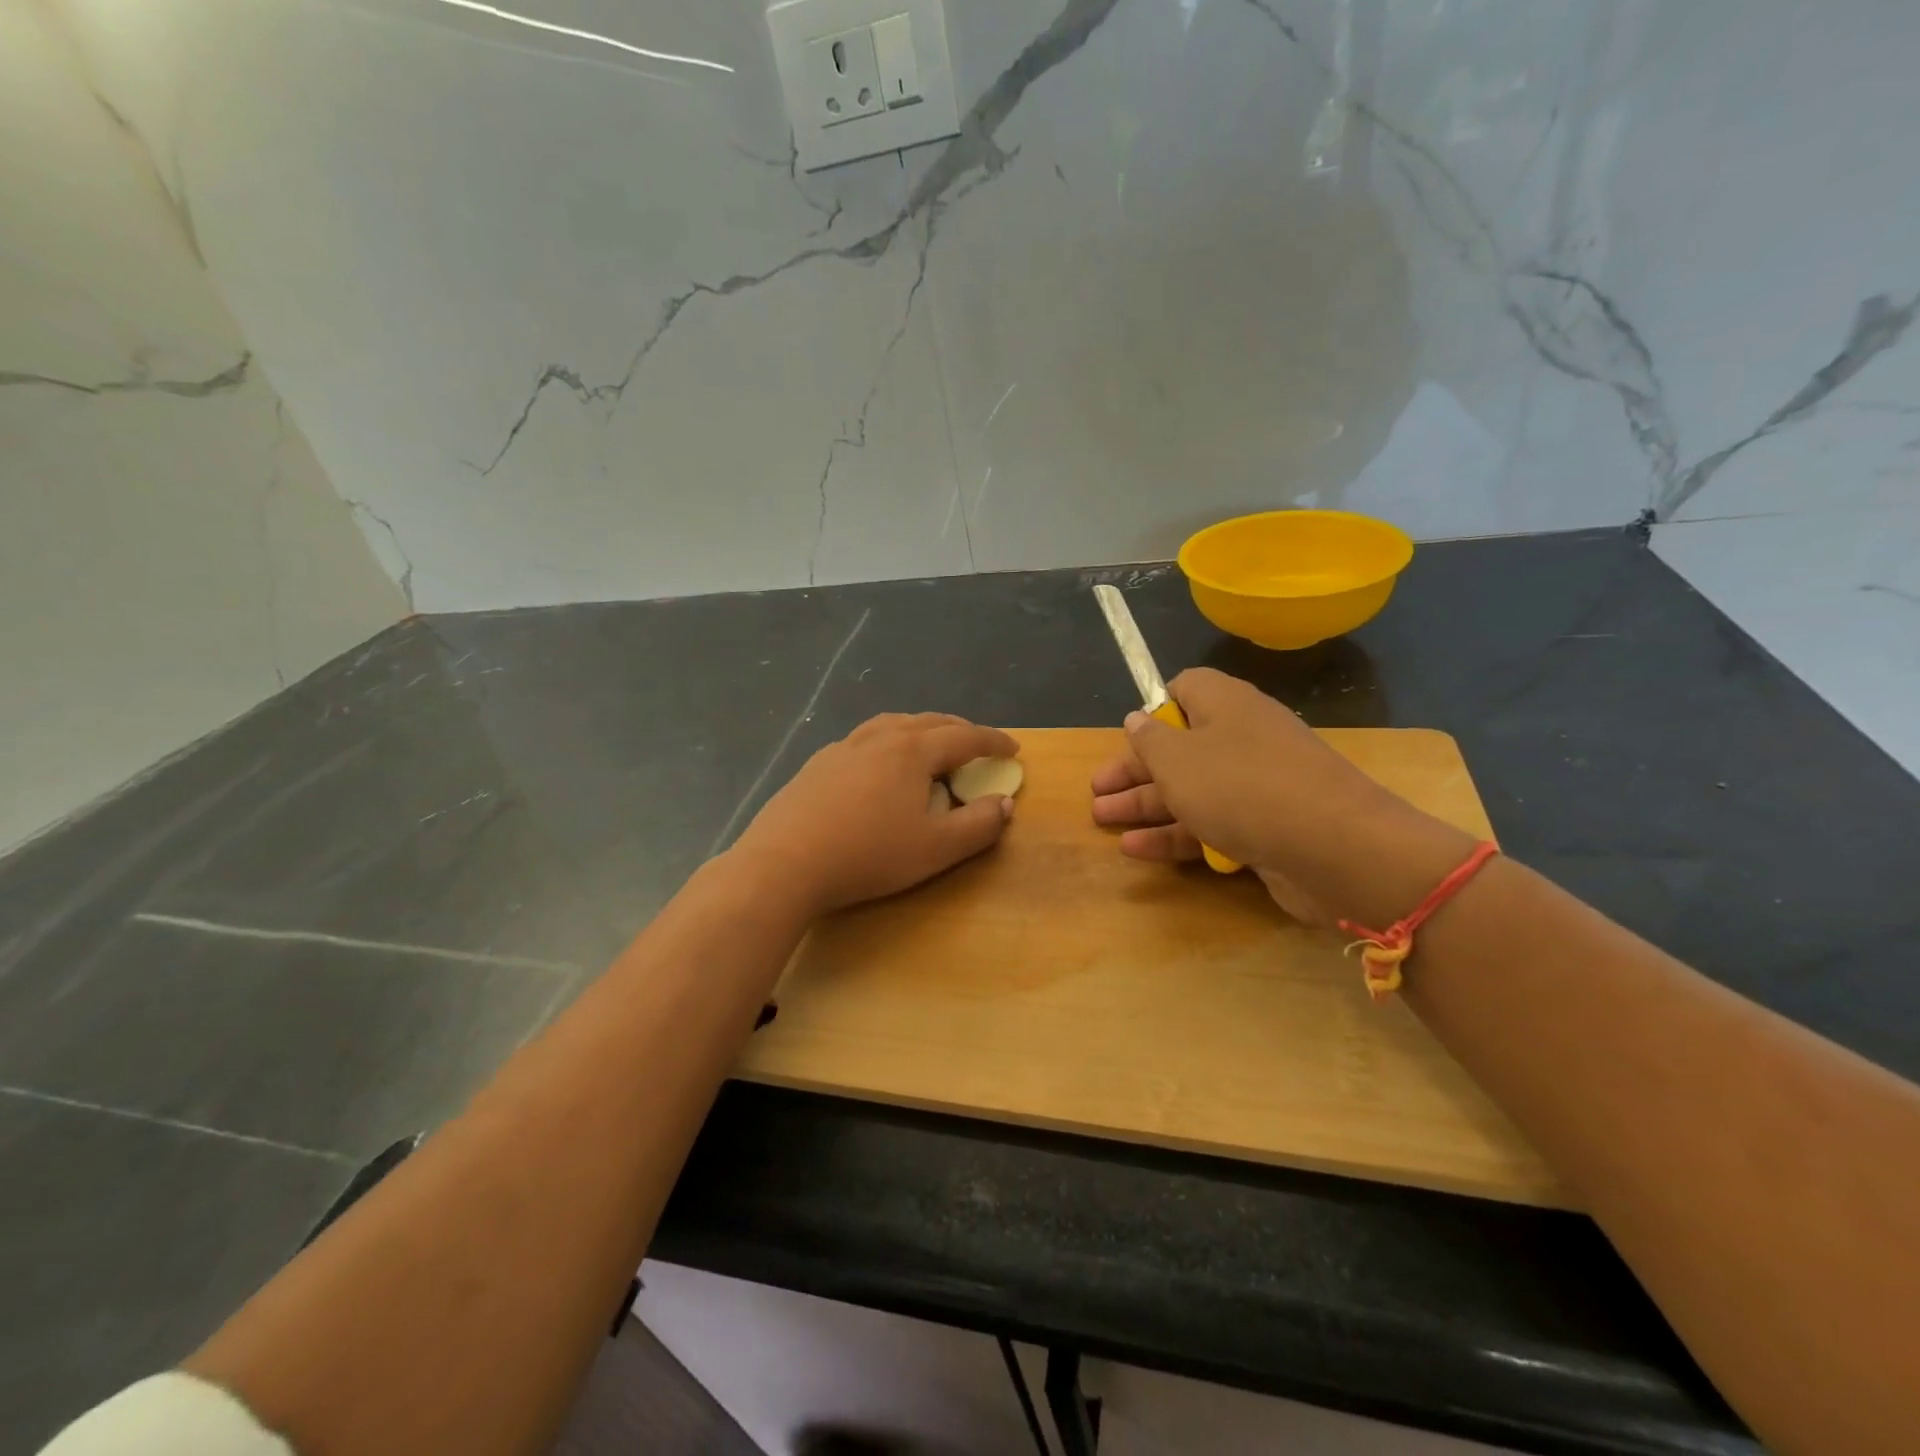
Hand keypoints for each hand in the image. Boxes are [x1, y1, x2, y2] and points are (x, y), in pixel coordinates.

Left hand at [732, 713, 1018, 915]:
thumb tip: (1005, 804)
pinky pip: (863, 741)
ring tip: (929, 745)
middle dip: (958, 730)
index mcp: (912, 751)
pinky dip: (886, 743)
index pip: (964, 737)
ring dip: (919, 730)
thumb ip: (978, 825)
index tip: (1013, 749)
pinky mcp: (816, 766)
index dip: (992, 741)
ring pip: (891, 725)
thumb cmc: (868, 854)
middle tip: (977, 744)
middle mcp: (878, 738)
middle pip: (927, 722)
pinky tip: (877, 767)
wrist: (784, 863)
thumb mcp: (936, 848)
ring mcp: (842, 748)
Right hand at [1090, 669, 1472, 926]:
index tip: (1128, 737)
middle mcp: (1242, 738)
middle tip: (1097, 792)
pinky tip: (1136, 850)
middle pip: (1179, 747)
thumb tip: (1137, 719)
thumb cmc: (1241, 787)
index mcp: (1225, 705)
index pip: (1185, 689)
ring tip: (1103, 820)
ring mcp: (1257, 785)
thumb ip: (1150, 740)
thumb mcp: (1178, 760)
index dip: (1153, 710)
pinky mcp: (1266, 827)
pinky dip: (1175, 834)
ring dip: (1145, 805)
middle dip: (1134, 770)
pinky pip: (1211, 823)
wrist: (1334, 848)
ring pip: (1191, 789)